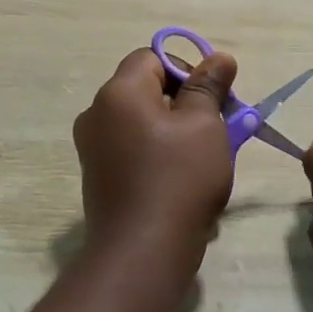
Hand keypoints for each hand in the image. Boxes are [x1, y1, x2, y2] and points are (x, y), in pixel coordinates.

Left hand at [72, 47, 239, 266]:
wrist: (141, 254)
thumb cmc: (178, 180)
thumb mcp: (205, 125)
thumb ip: (209, 86)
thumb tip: (219, 58)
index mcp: (118, 92)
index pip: (153, 56)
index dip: (187, 69)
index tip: (214, 97)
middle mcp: (97, 113)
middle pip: (146, 88)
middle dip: (185, 102)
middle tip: (218, 127)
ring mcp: (93, 148)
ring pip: (142, 121)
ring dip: (175, 130)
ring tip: (205, 158)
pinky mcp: (98, 177)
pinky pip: (133, 149)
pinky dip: (158, 154)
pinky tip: (182, 181)